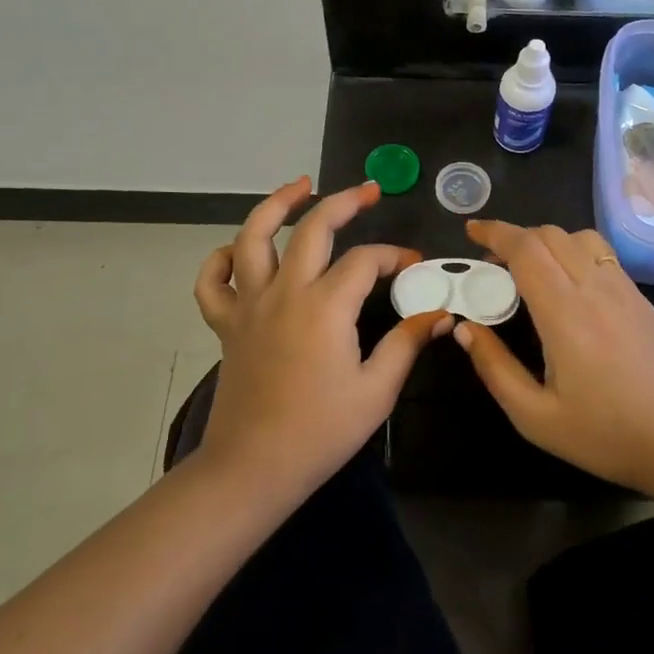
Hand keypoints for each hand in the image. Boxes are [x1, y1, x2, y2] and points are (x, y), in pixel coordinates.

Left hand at [192, 178, 448, 498]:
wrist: (254, 467)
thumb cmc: (321, 431)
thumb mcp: (377, 390)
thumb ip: (407, 343)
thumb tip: (441, 314)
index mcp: (326, 306)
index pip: (366, 260)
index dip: (394, 255)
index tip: (415, 265)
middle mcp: (285, 291)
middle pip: (313, 228)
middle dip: (344, 202)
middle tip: (368, 190)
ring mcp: (249, 304)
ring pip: (253, 237)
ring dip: (277, 205)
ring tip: (299, 186)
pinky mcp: (227, 324)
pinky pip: (212, 281)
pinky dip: (221, 259)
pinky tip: (238, 251)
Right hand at [450, 219, 653, 519]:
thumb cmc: (607, 435)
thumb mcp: (536, 417)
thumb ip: (495, 368)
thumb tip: (465, 329)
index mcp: (565, 313)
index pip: (526, 249)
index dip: (495, 232)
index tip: (471, 230)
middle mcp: (594, 288)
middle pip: (550, 235)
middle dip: (514, 236)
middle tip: (492, 263)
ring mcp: (623, 289)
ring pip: (579, 237)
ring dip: (546, 240)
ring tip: (529, 268)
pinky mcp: (640, 298)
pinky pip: (601, 254)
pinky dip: (573, 251)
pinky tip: (567, 283)